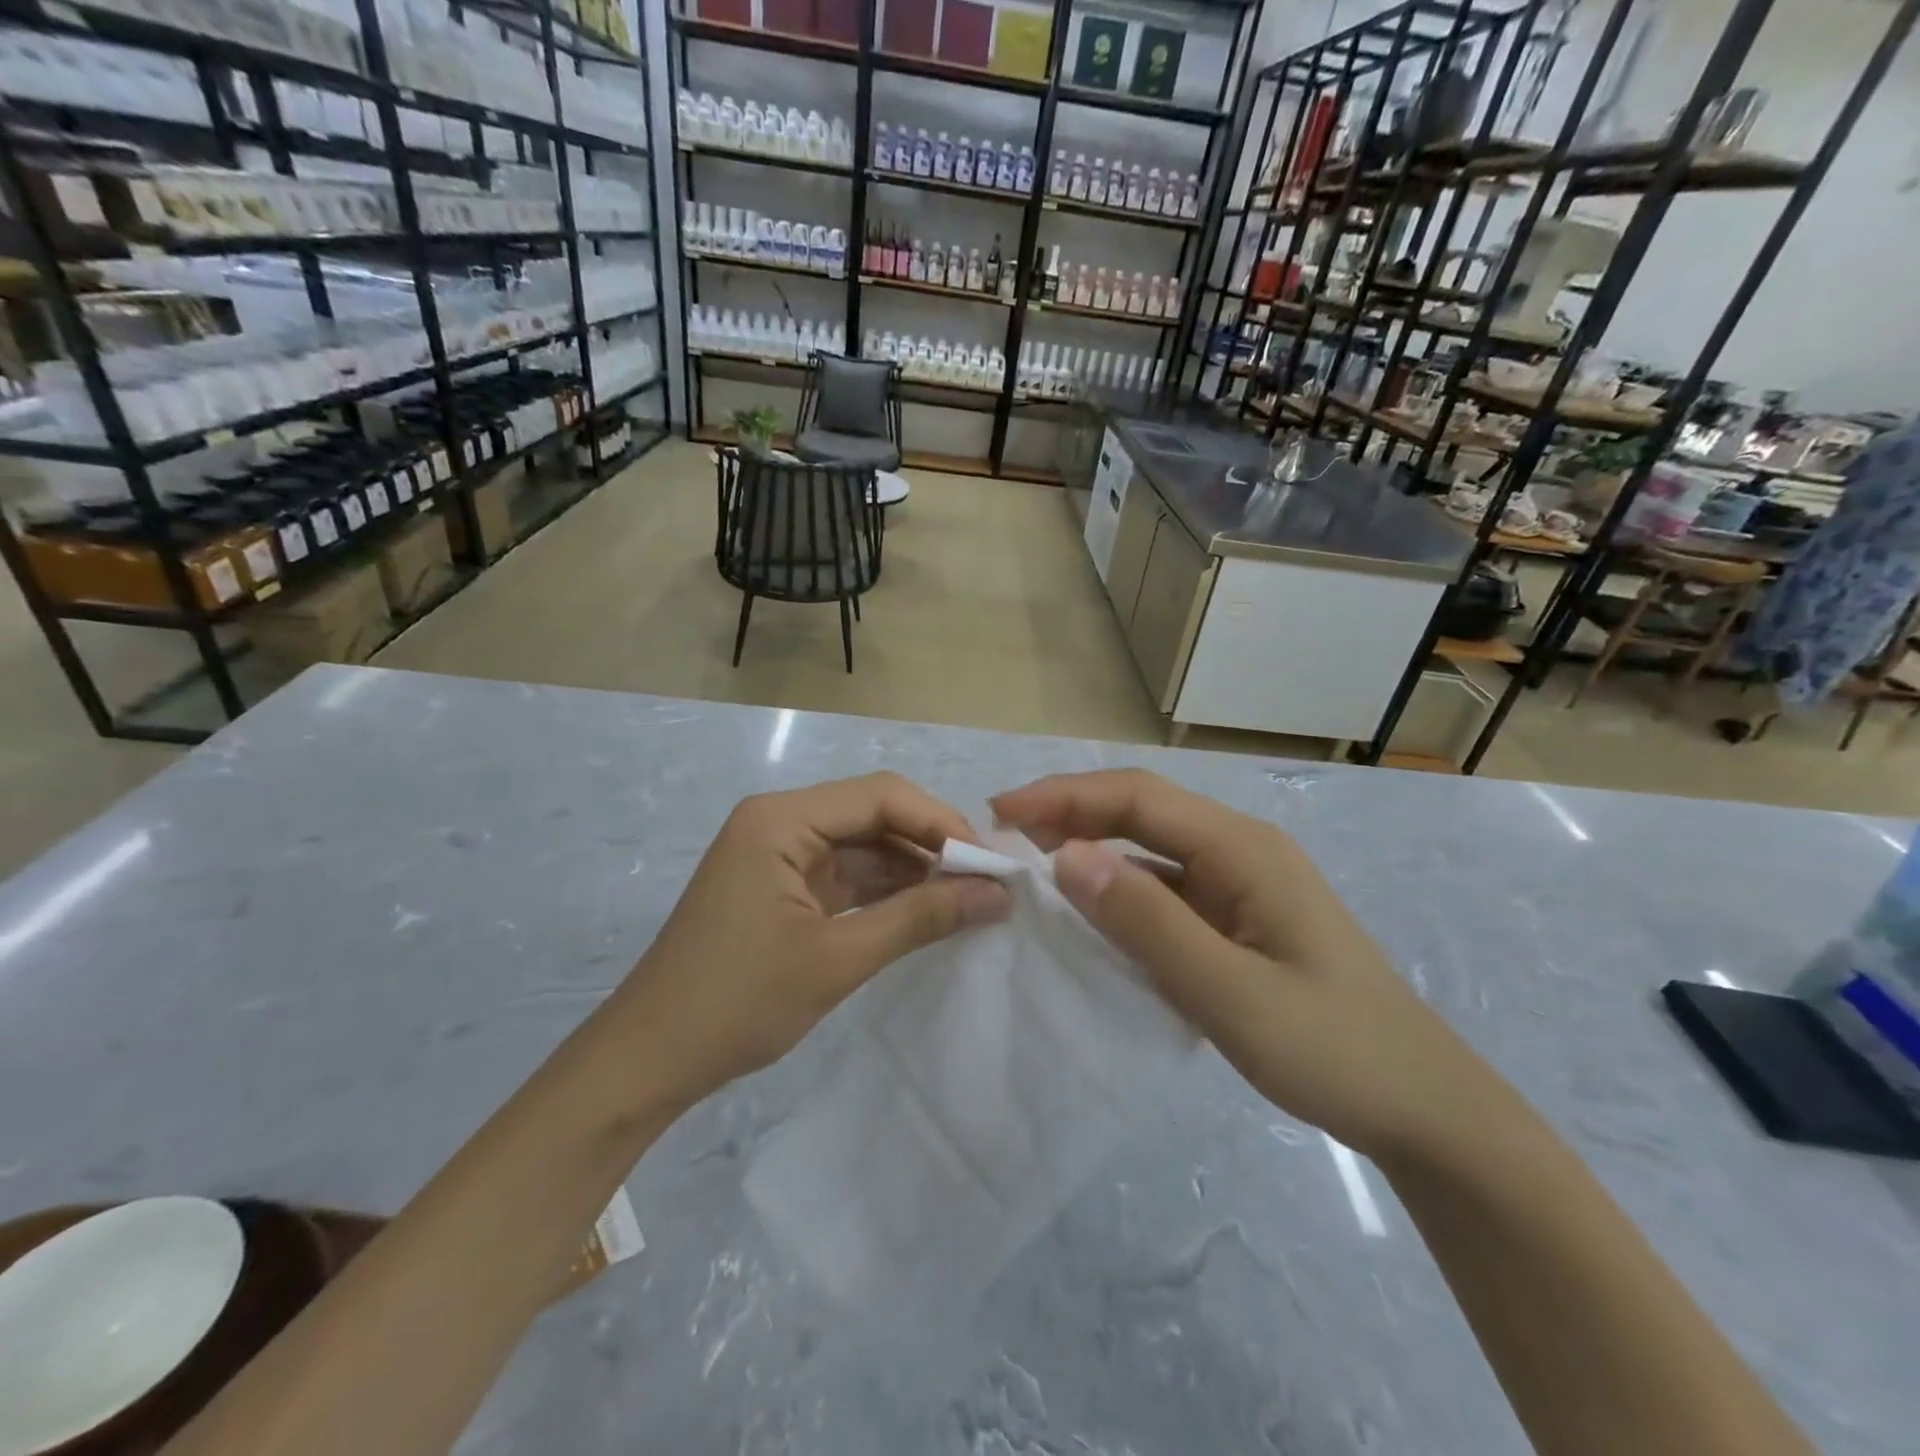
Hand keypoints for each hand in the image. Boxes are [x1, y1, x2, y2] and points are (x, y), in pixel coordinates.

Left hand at [618, 773, 1010, 1107]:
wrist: (649, 1061)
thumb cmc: (737, 1003)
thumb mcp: (837, 959)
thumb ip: (920, 918)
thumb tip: (996, 895)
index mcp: (781, 819)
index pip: (880, 795)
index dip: (941, 822)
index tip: (990, 863)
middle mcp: (780, 822)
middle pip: (873, 814)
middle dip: (931, 845)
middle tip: (987, 882)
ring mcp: (778, 854)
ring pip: (864, 845)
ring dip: (914, 870)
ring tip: (969, 898)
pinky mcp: (782, 887)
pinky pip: (846, 875)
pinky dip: (886, 892)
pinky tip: (927, 910)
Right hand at [992, 769, 1505, 1162]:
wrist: (1424, 1108)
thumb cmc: (1334, 1049)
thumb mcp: (1231, 993)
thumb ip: (1148, 923)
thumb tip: (1067, 857)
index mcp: (1242, 849)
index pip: (1136, 798)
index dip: (1063, 797)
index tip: (1000, 813)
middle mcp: (1239, 850)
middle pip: (1141, 810)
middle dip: (1069, 811)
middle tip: (1002, 833)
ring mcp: (1240, 883)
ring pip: (1150, 846)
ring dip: (1090, 844)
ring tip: (1029, 860)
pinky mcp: (1236, 917)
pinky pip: (1164, 886)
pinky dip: (1117, 886)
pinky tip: (1088, 907)